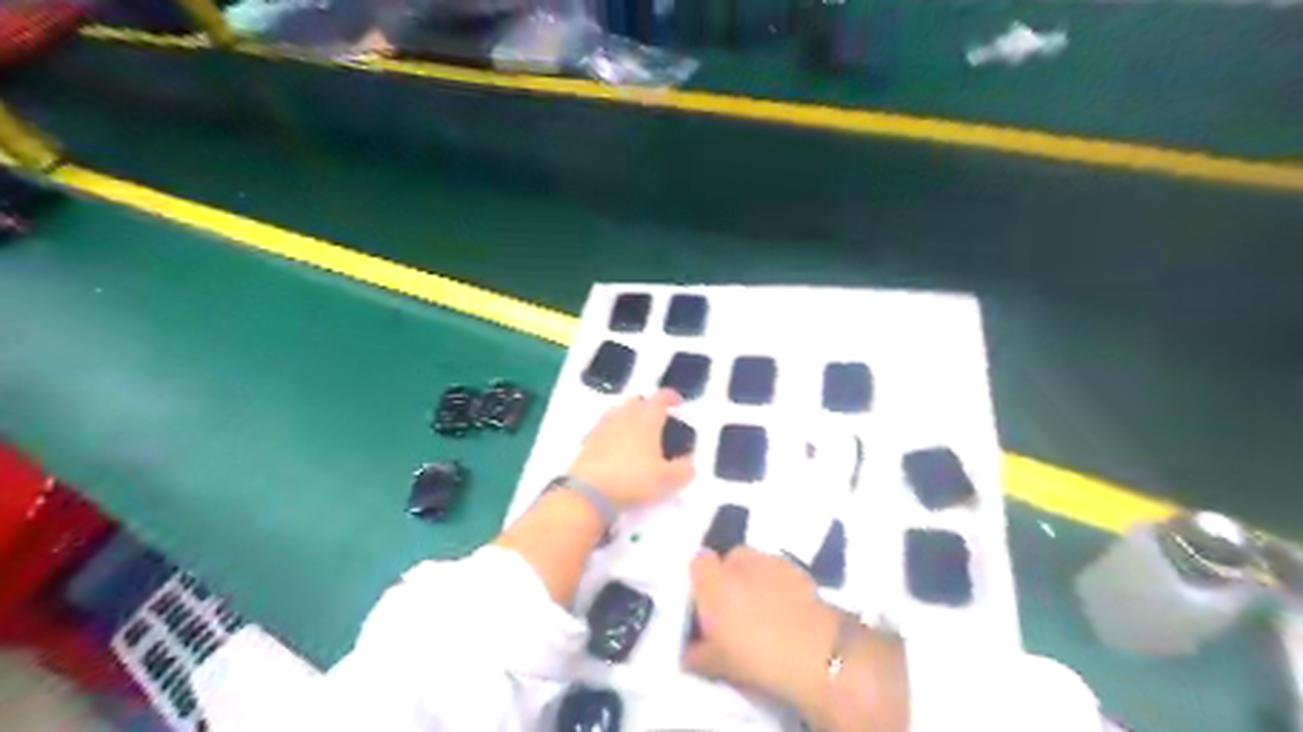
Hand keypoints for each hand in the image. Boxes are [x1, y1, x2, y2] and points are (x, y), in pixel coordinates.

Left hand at [570, 390, 695, 509]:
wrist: (589, 492)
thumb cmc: (634, 480)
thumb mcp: (668, 480)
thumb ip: (684, 470)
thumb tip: (689, 462)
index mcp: (647, 420)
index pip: (660, 398)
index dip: (671, 397)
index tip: (677, 403)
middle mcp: (624, 416)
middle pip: (636, 401)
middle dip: (648, 406)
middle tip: (657, 421)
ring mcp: (603, 427)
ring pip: (617, 412)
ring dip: (628, 417)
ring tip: (636, 433)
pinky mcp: (587, 441)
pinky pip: (603, 428)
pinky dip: (612, 432)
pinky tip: (615, 447)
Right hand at [683, 547, 834, 705]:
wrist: (816, 653)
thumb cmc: (755, 656)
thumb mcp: (715, 665)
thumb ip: (696, 654)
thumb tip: (689, 650)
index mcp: (713, 580)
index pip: (698, 563)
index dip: (701, 582)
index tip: (705, 607)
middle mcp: (739, 561)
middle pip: (730, 560)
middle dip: (730, 579)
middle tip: (734, 612)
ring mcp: (772, 561)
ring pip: (757, 565)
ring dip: (756, 581)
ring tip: (764, 614)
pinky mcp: (800, 570)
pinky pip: (781, 574)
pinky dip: (780, 587)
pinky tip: (786, 613)